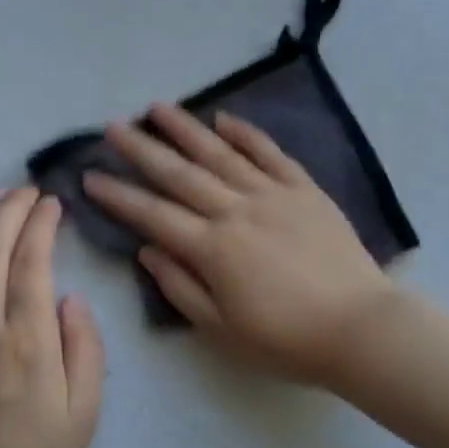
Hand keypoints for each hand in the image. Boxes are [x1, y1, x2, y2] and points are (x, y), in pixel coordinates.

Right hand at [82, 104, 400, 384]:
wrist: (359, 327)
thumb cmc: (287, 340)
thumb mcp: (223, 330)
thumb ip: (181, 287)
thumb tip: (146, 251)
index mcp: (213, 249)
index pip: (153, 215)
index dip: (118, 196)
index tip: (89, 176)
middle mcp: (236, 211)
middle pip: (180, 174)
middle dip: (142, 149)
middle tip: (113, 126)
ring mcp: (273, 194)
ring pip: (221, 154)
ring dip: (186, 129)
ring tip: (158, 108)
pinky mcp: (305, 189)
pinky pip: (270, 154)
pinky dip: (246, 134)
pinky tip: (224, 119)